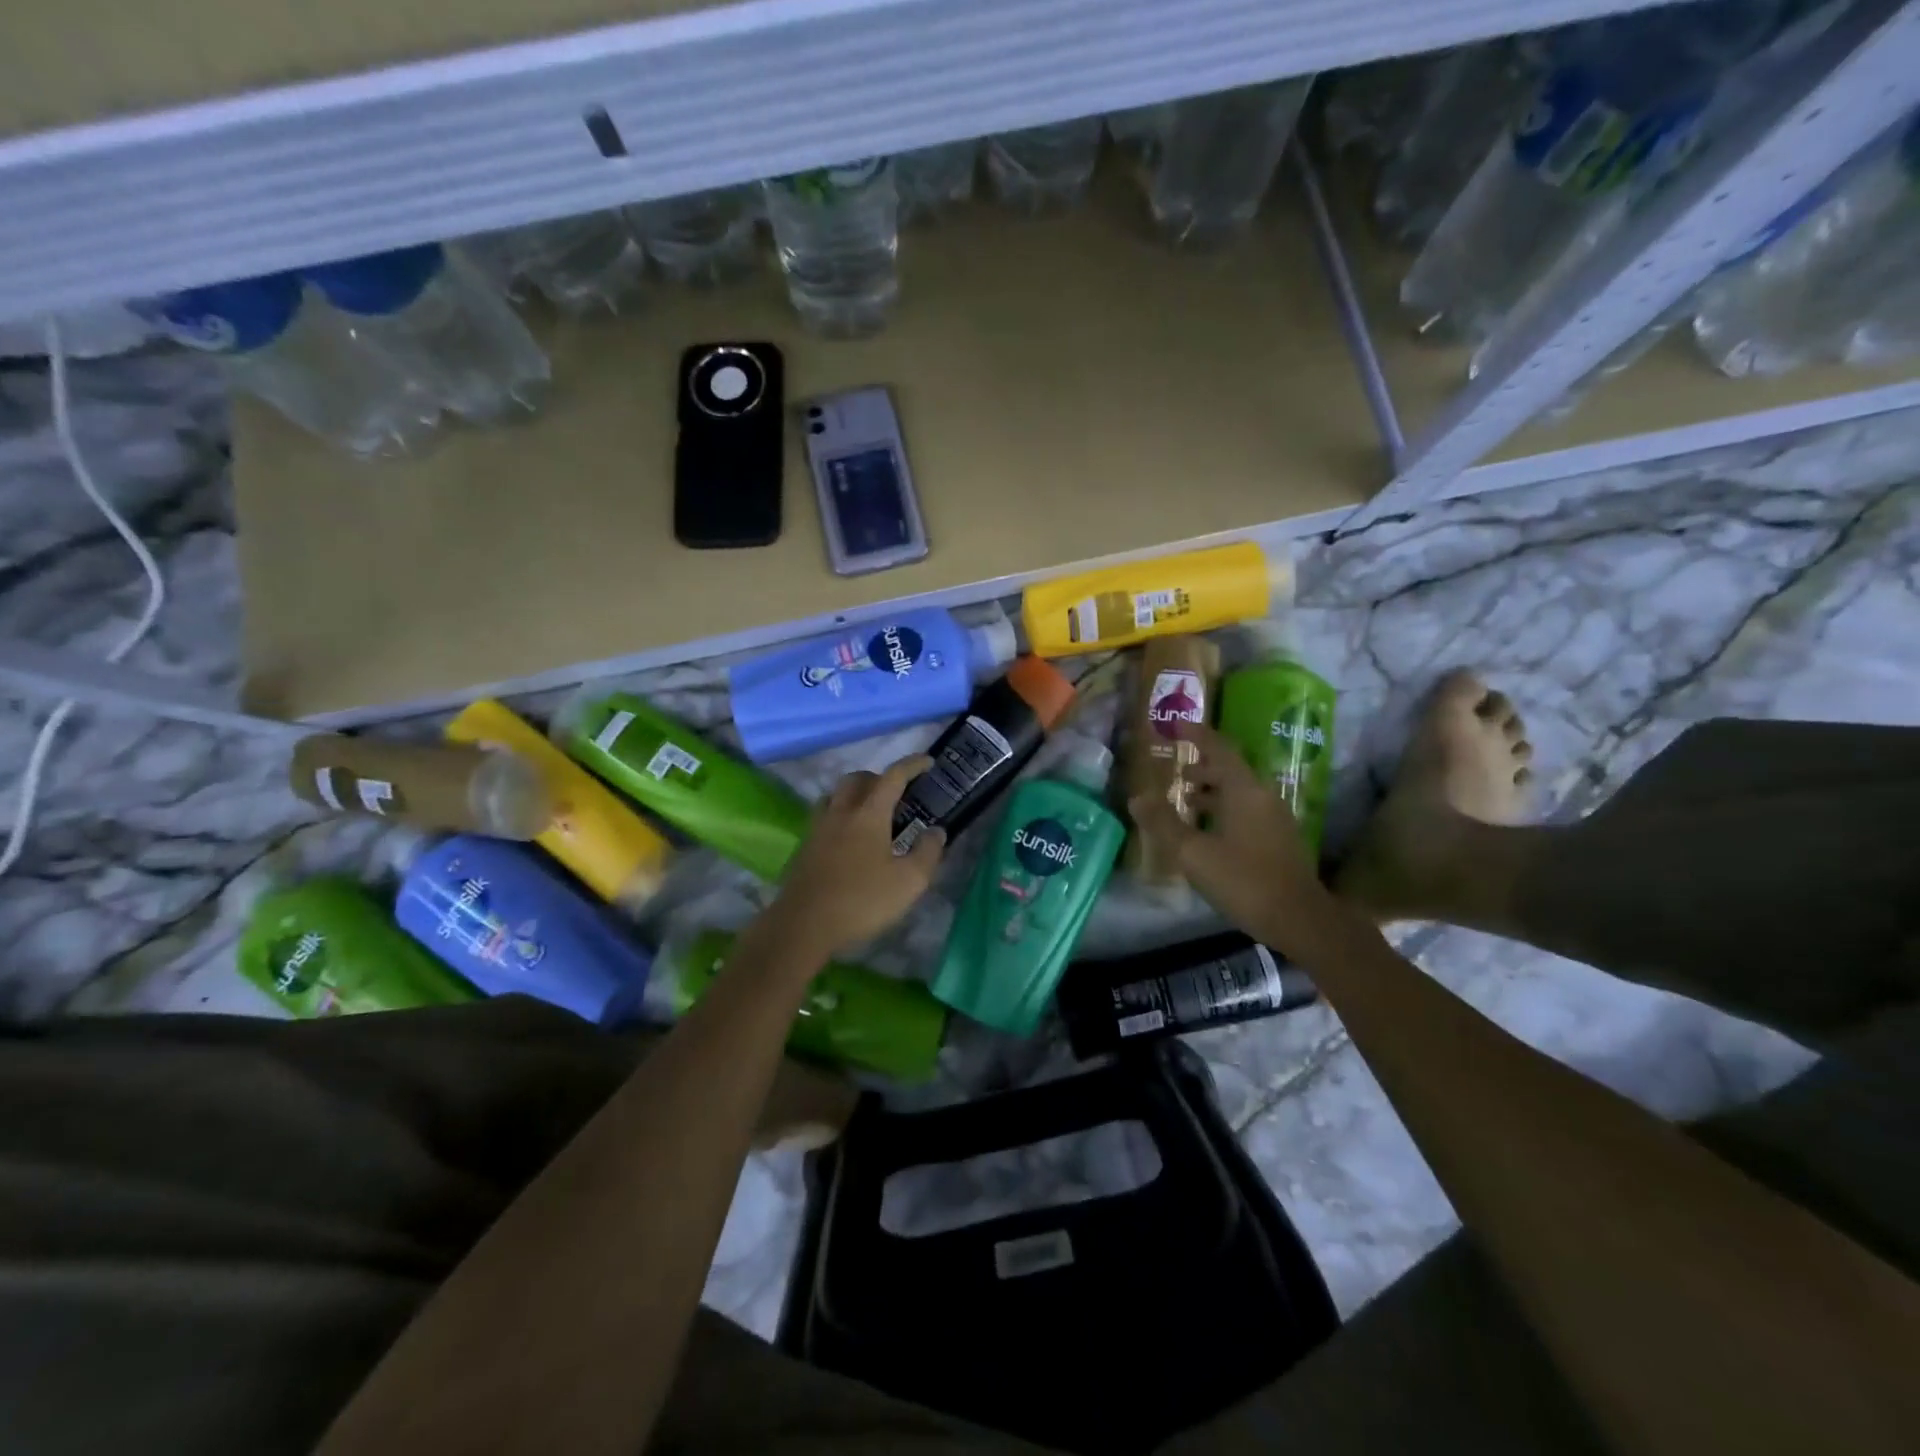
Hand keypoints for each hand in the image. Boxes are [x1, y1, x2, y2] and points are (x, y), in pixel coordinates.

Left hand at [768, 756, 944, 956]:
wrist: (803, 925)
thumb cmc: (862, 901)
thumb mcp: (909, 882)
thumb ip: (927, 852)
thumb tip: (936, 831)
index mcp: (869, 814)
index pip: (892, 777)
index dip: (912, 765)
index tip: (928, 762)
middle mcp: (841, 812)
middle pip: (858, 779)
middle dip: (879, 777)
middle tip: (897, 793)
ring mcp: (818, 828)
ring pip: (836, 795)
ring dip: (855, 793)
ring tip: (871, 812)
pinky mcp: (805, 847)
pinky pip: (824, 816)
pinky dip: (840, 814)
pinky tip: (848, 838)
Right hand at [1129, 724, 1330, 950]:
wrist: (1299, 919)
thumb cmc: (1243, 879)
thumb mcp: (1193, 853)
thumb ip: (1164, 823)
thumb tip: (1137, 798)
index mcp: (1244, 791)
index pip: (1219, 750)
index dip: (1198, 735)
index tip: (1178, 725)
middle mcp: (1263, 797)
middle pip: (1231, 771)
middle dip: (1203, 768)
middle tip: (1176, 771)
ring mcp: (1276, 819)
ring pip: (1239, 794)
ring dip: (1213, 792)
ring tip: (1187, 800)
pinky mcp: (1279, 840)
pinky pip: (1247, 811)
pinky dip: (1224, 810)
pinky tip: (1209, 832)